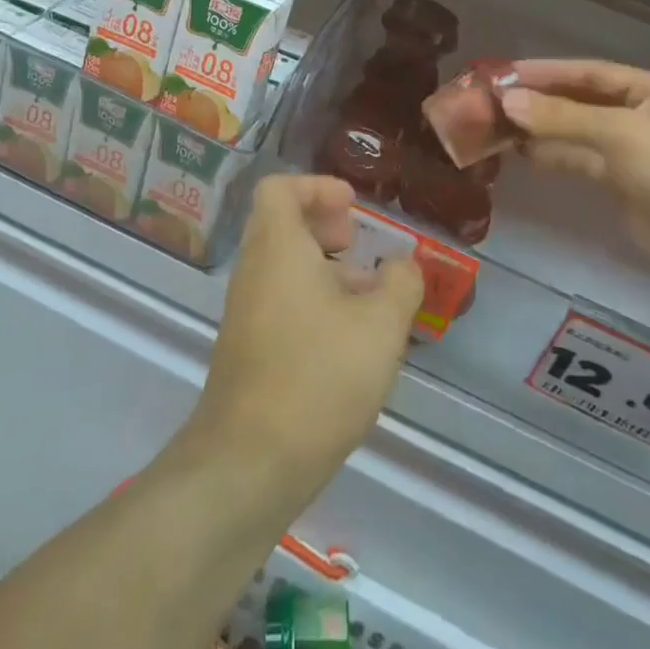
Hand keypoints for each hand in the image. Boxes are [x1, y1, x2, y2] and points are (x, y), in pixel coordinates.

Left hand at [189, 175, 424, 496]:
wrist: (250, 462)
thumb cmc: (318, 375)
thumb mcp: (380, 326)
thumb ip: (400, 284)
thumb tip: (404, 265)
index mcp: (277, 246)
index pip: (279, 188)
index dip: (317, 186)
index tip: (353, 207)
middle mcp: (253, 270)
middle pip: (281, 224)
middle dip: (324, 227)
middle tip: (359, 244)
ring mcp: (245, 311)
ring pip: (283, 267)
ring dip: (324, 269)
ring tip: (369, 298)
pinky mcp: (247, 349)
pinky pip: (280, 302)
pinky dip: (312, 302)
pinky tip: (348, 341)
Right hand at [500, 60, 649, 295]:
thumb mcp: (619, 133)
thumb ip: (561, 117)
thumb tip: (506, 101)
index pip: (589, 72)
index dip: (546, 71)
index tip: (504, 73)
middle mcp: (640, 114)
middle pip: (581, 101)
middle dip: (540, 101)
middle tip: (493, 101)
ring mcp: (632, 150)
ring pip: (578, 132)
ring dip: (543, 129)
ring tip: (499, 127)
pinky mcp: (624, 183)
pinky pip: (582, 161)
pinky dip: (555, 156)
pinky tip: (524, 155)